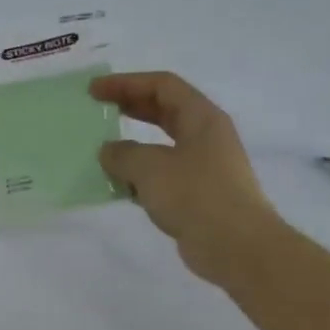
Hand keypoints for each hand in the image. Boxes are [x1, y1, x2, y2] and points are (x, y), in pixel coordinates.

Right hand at [92, 71, 273, 281]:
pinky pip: (162, 176)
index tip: (94, 91)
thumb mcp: (150, 168)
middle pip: (164, 111)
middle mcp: (205, 137)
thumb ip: (122, 154)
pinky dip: (139, 177)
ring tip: (102, 152)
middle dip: (130, 107)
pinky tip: (118, 187)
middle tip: (97, 110)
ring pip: (162, 146)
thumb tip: (108, 151)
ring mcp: (203, 167)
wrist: (235, 245)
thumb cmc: (195, 195)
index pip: (162, 86)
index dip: (126, 83)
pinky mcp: (197, 195)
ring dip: (132, 146)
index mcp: (201, 118)